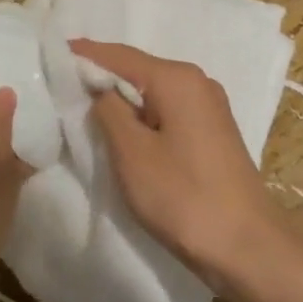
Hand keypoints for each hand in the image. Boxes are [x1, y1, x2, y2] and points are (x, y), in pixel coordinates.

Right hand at [71, 40, 277, 285]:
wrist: (249, 248)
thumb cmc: (184, 198)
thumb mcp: (132, 153)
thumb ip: (109, 110)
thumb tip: (100, 88)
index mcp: (177, 79)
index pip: (120, 55)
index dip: (84, 54)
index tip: (53, 52)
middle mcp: (196, 81)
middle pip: (138, 68)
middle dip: (101, 74)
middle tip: (62, 81)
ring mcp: (209, 106)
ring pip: (153, 90)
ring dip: (121, 97)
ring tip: (85, 104)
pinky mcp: (212, 131)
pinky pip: (167, 109)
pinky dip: (141, 113)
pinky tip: (123, 127)